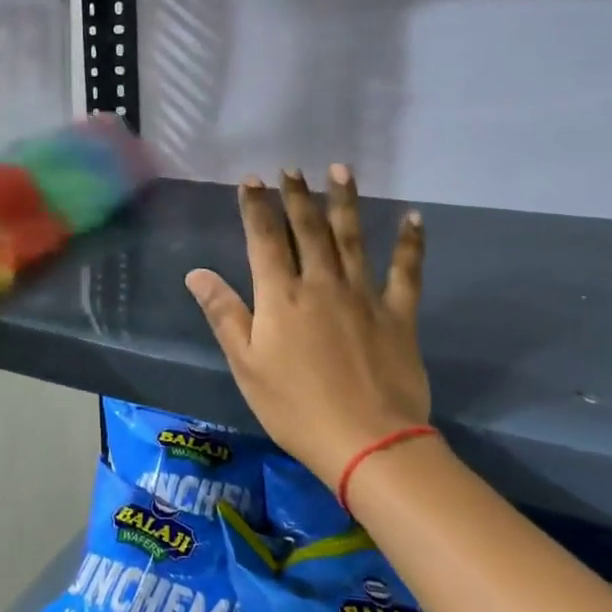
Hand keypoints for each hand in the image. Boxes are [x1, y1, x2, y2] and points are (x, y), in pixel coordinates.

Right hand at [186, 167, 431, 490]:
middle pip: (307, 230)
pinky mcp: (398, 314)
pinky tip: (414, 218)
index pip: (264, 239)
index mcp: (281, 297)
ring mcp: (363, 296)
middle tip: (292, 169)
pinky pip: (406, 271)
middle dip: (297, 196)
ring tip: (341, 170)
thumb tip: (197, 272)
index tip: (253, 179)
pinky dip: (410, 244)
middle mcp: (321, 284)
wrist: (367, 442)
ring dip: (345, 202)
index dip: (256, 207)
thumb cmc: (294, 407)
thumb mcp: (246, 365)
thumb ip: (224, 313)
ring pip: (352, 239)